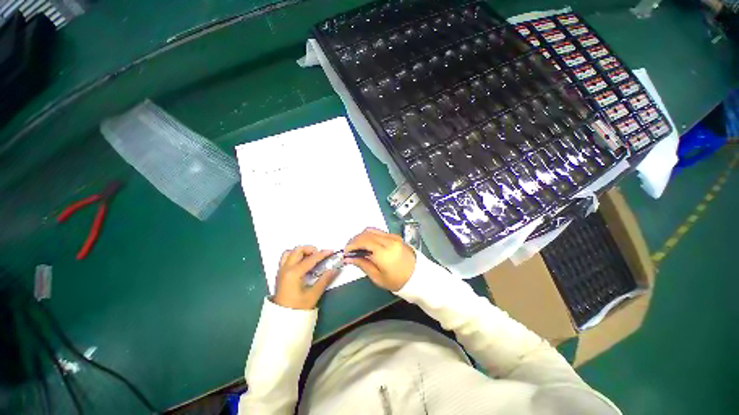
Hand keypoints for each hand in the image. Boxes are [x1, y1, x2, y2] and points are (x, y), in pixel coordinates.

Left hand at [273, 246, 337, 309]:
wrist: (282, 320)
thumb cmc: (298, 308)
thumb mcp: (313, 295)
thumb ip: (324, 279)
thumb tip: (335, 269)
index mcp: (294, 273)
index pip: (310, 259)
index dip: (322, 254)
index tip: (331, 251)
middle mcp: (286, 269)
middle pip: (298, 250)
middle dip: (310, 249)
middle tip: (320, 256)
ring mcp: (281, 270)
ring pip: (290, 252)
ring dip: (301, 252)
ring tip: (310, 258)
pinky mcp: (280, 274)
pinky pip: (286, 258)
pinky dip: (294, 256)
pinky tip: (302, 264)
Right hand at [345, 228, 415, 291]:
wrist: (418, 277)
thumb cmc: (397, 281)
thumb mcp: (378, 277)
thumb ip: (362, 264)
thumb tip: (348, 258)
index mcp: (384, 252)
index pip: (363, 241)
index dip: (352, 244)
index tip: (346, 251)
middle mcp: (389, 240)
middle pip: (366, 233)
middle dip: (355, 239)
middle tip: (350, 249)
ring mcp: (393, 237)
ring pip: (372, 230)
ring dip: (362, 236)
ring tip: (358, 246)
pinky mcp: (396, 236)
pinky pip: (379, 232)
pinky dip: (370, 235)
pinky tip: (369, 244)